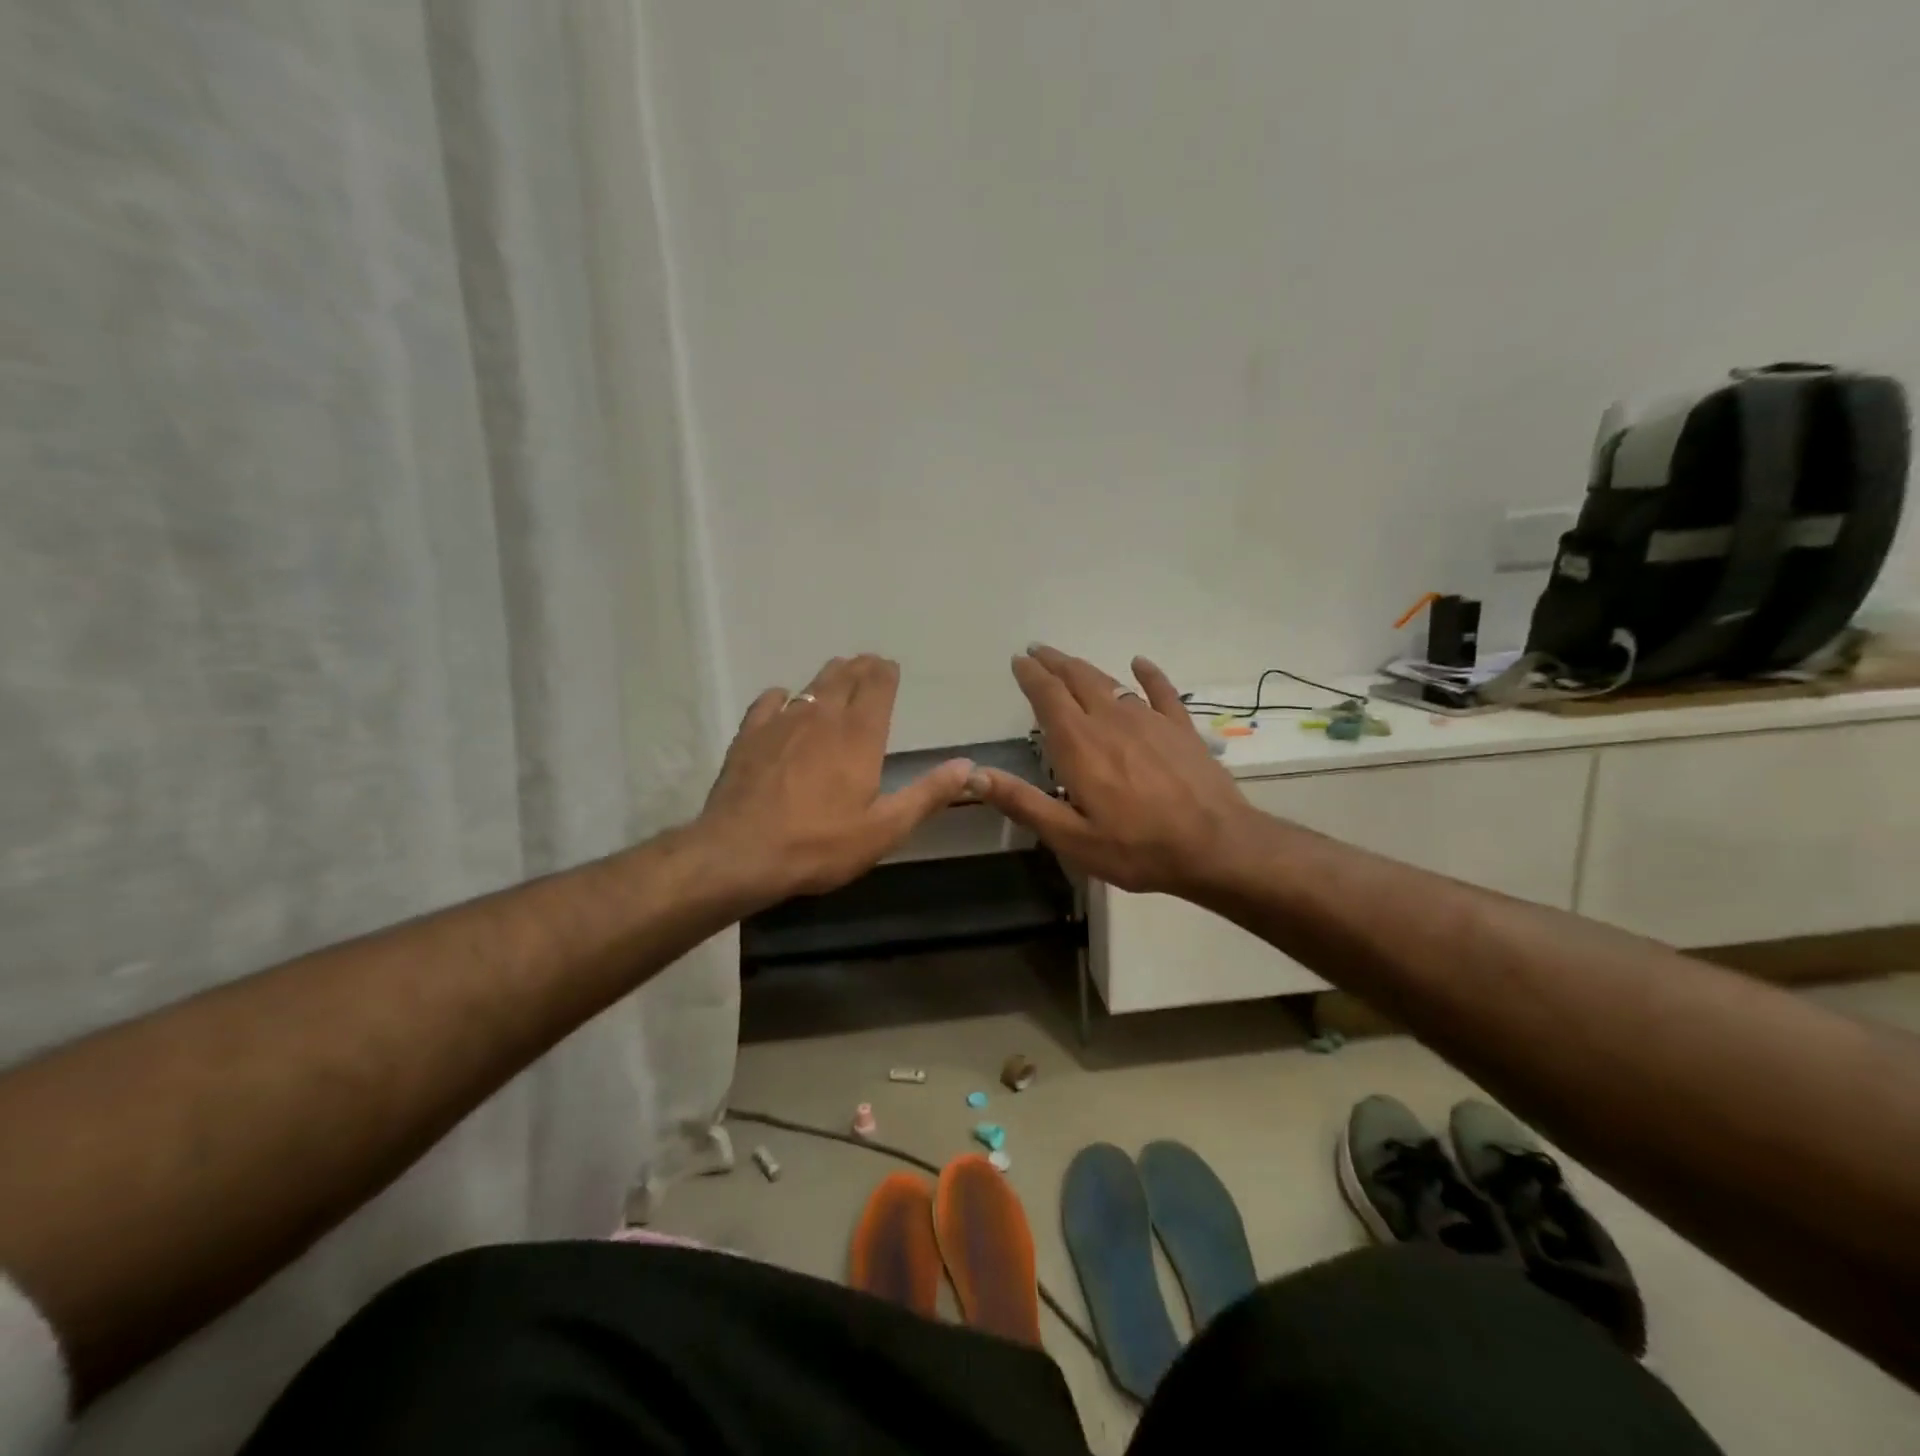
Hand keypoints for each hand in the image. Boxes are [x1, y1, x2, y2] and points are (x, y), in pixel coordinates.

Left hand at [697, 654, 973, 902]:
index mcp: (859, 736)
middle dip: (860, 668)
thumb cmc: (819, 844)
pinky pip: (769, 702)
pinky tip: (782, 699)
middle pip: (844, 678)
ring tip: (837, 673)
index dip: (885, 673)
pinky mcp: (749, 736)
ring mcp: (782, 723)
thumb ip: (928, 794)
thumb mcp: (885, 829)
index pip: (877, 687)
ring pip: (810, 687)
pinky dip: (782, 696)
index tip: (890, 666)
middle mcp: (823, 717)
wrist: (740, 853)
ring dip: (828, 677)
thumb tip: (967, 766)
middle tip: (868, 663)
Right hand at [968, 645, 1253, 895]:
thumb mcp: (1071, 838)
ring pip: (1111, 682)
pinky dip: (1148, 674)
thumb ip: (1023, 803)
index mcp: (1079, 745)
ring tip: (1069, 661)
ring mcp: (1149, 720)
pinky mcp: (1180, 728)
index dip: (1031, 676)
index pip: (1048, 697)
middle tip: (1037, 650)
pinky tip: (1139, 663)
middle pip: (1077, 679)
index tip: (1018, 660)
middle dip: (1054, 663)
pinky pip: (1161, 691)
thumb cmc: (1137, 848)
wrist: (1216, 846)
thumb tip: (974, 775)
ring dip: (1086, 668)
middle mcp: (1110, 720)